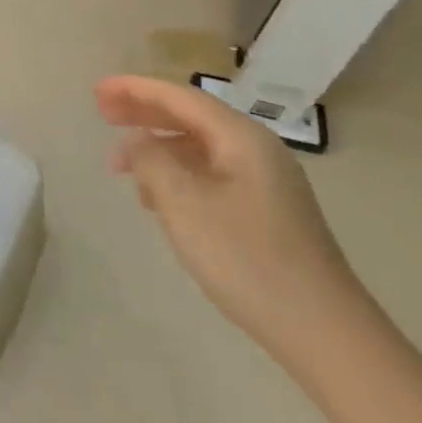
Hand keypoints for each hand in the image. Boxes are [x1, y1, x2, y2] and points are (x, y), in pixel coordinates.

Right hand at [96, 75, 369, 358]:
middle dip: (143, 112)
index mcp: (241, 138)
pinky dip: (177, 173)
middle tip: (102, 114)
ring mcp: (266, 182)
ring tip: (122, 166)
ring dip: (157, 147)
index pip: (178, 96)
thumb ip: (151, 160)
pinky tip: (158, 198)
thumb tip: (137, 141)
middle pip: (190, 115)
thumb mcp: (183, 203)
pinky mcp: (266, 211)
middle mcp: (257, 150)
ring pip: (199, 147)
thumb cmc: (247, 258)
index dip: (133, 89)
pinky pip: (210, 173)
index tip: (97, 90)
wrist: (324, 333)